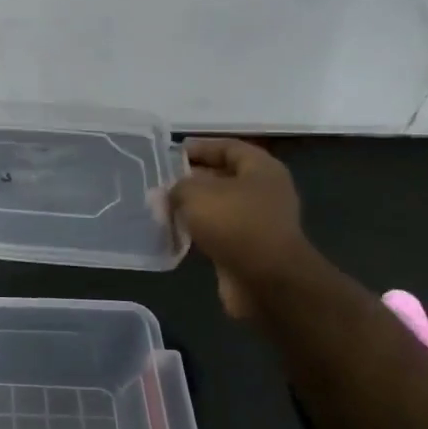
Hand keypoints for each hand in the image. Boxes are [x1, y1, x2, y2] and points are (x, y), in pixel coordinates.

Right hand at [165, 138, 314, 317]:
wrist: (266, 280)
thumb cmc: (235, 223)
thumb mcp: (196, 193)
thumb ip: (177, 187)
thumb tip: (168, 193)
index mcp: (261, 169)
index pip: (228, 147)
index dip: (200, 147)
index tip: (171, 153)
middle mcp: (264, 192)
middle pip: (224, 177)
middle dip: (192, 178)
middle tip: (161, 181)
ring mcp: (259, 222)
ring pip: (219, 206)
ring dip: (193, 207)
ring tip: (162, 206)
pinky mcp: (249, 249)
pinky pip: (219, 232)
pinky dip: (198, 231)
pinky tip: (175, 232)